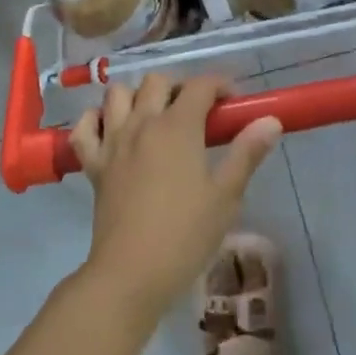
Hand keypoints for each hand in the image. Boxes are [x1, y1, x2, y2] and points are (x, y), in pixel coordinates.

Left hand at [69, 74, 282, 321]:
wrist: (132, 273)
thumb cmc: (186, 235)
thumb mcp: (226, 196)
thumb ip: (247, 153)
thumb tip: (270, 120)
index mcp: (177, 126)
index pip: (199, 85)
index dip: (219, 85)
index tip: (231, 104)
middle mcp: (142, 123)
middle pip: (156, 81)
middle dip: (179, 87)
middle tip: (195, 113)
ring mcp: (113, 141)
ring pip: (117, 93)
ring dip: (136, 96)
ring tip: (154, 117)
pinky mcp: (93, 163)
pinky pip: (85, 127)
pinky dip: (95, 120)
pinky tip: (111, 130)